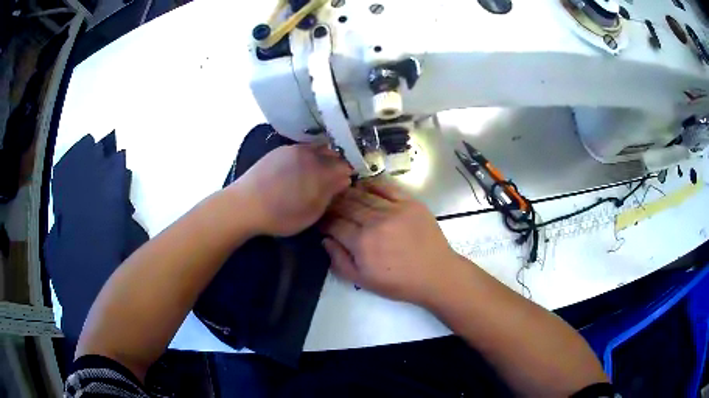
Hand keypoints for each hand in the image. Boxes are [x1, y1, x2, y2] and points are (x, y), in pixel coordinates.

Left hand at [232, 144, 351, 235]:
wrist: (244, 205)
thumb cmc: (280, 215)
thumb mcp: (310, 213)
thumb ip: (329, 194)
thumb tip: (344, 179)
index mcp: (320, 171)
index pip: (344, 166)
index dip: (349, 173)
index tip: (347, 182)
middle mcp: (309, 154)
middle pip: (333, 153)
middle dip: (337, 163)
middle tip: (334, 177)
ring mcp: (293, 149)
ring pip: (317, 148)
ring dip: (323, 157)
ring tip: (318, 171)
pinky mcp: (280, 149)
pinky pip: (302, 148)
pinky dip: (308, 155)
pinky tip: (301, 167)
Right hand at [321, 178, 464, 305]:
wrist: (435, 274)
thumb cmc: (398, 282)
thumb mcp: (363, 282)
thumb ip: (339, 261)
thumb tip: (325, 240)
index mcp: (361, 243)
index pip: (334, 224)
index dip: (324, 221)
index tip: (320, 220)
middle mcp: (375, 222)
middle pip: (346, 206)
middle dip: (333, 205)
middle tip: (328, 205)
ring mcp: (394, 209)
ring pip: (363, 195)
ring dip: (348, 193)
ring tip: (342, 194)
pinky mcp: (409, 202)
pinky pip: (386, 187)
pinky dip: (372, 184)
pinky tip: (363, 185)